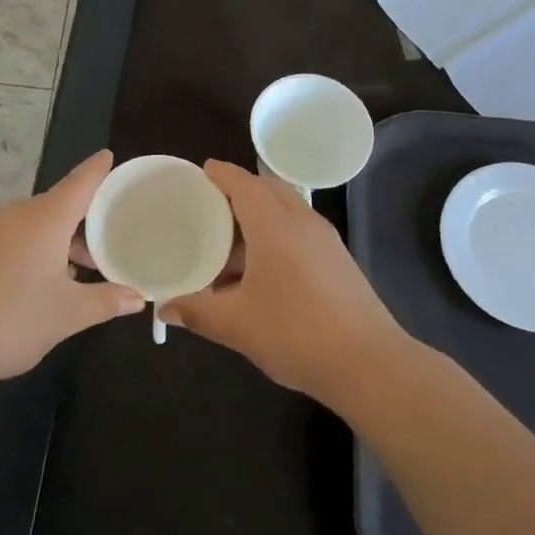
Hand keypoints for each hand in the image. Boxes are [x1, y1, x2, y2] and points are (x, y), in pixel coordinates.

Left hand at [0, 150, 143, 388]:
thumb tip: (138, 297)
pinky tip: (53, 280)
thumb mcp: (68, 314)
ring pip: (40, 224)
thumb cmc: (12, 320)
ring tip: (90, 264)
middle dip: (88, 217)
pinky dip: (43, 248)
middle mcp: (19, 216)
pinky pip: (21, 238)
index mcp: (45, 219)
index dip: (98, 169)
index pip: (80, 182)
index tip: (110, 156)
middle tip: (116, 231)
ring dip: (65, 239)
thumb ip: (106, 300)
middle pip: (61, 204)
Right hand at [160, 161, 410, 402]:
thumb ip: (197, 311)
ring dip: (260, 215)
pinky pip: (300, 232)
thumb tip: (164, 309)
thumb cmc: (296, 333)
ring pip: (287, 211)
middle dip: (241, 190)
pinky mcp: (338, 262)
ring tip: (230, 243)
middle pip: (269, 190)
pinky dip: (277, 234)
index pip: (245, 184)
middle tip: (211, 205)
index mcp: (275, 227)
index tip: (202, 171)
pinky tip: (261, 270)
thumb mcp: (236, 324)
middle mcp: (302, 223)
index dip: (222, 174)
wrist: (369, 364)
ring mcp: (326, 242)